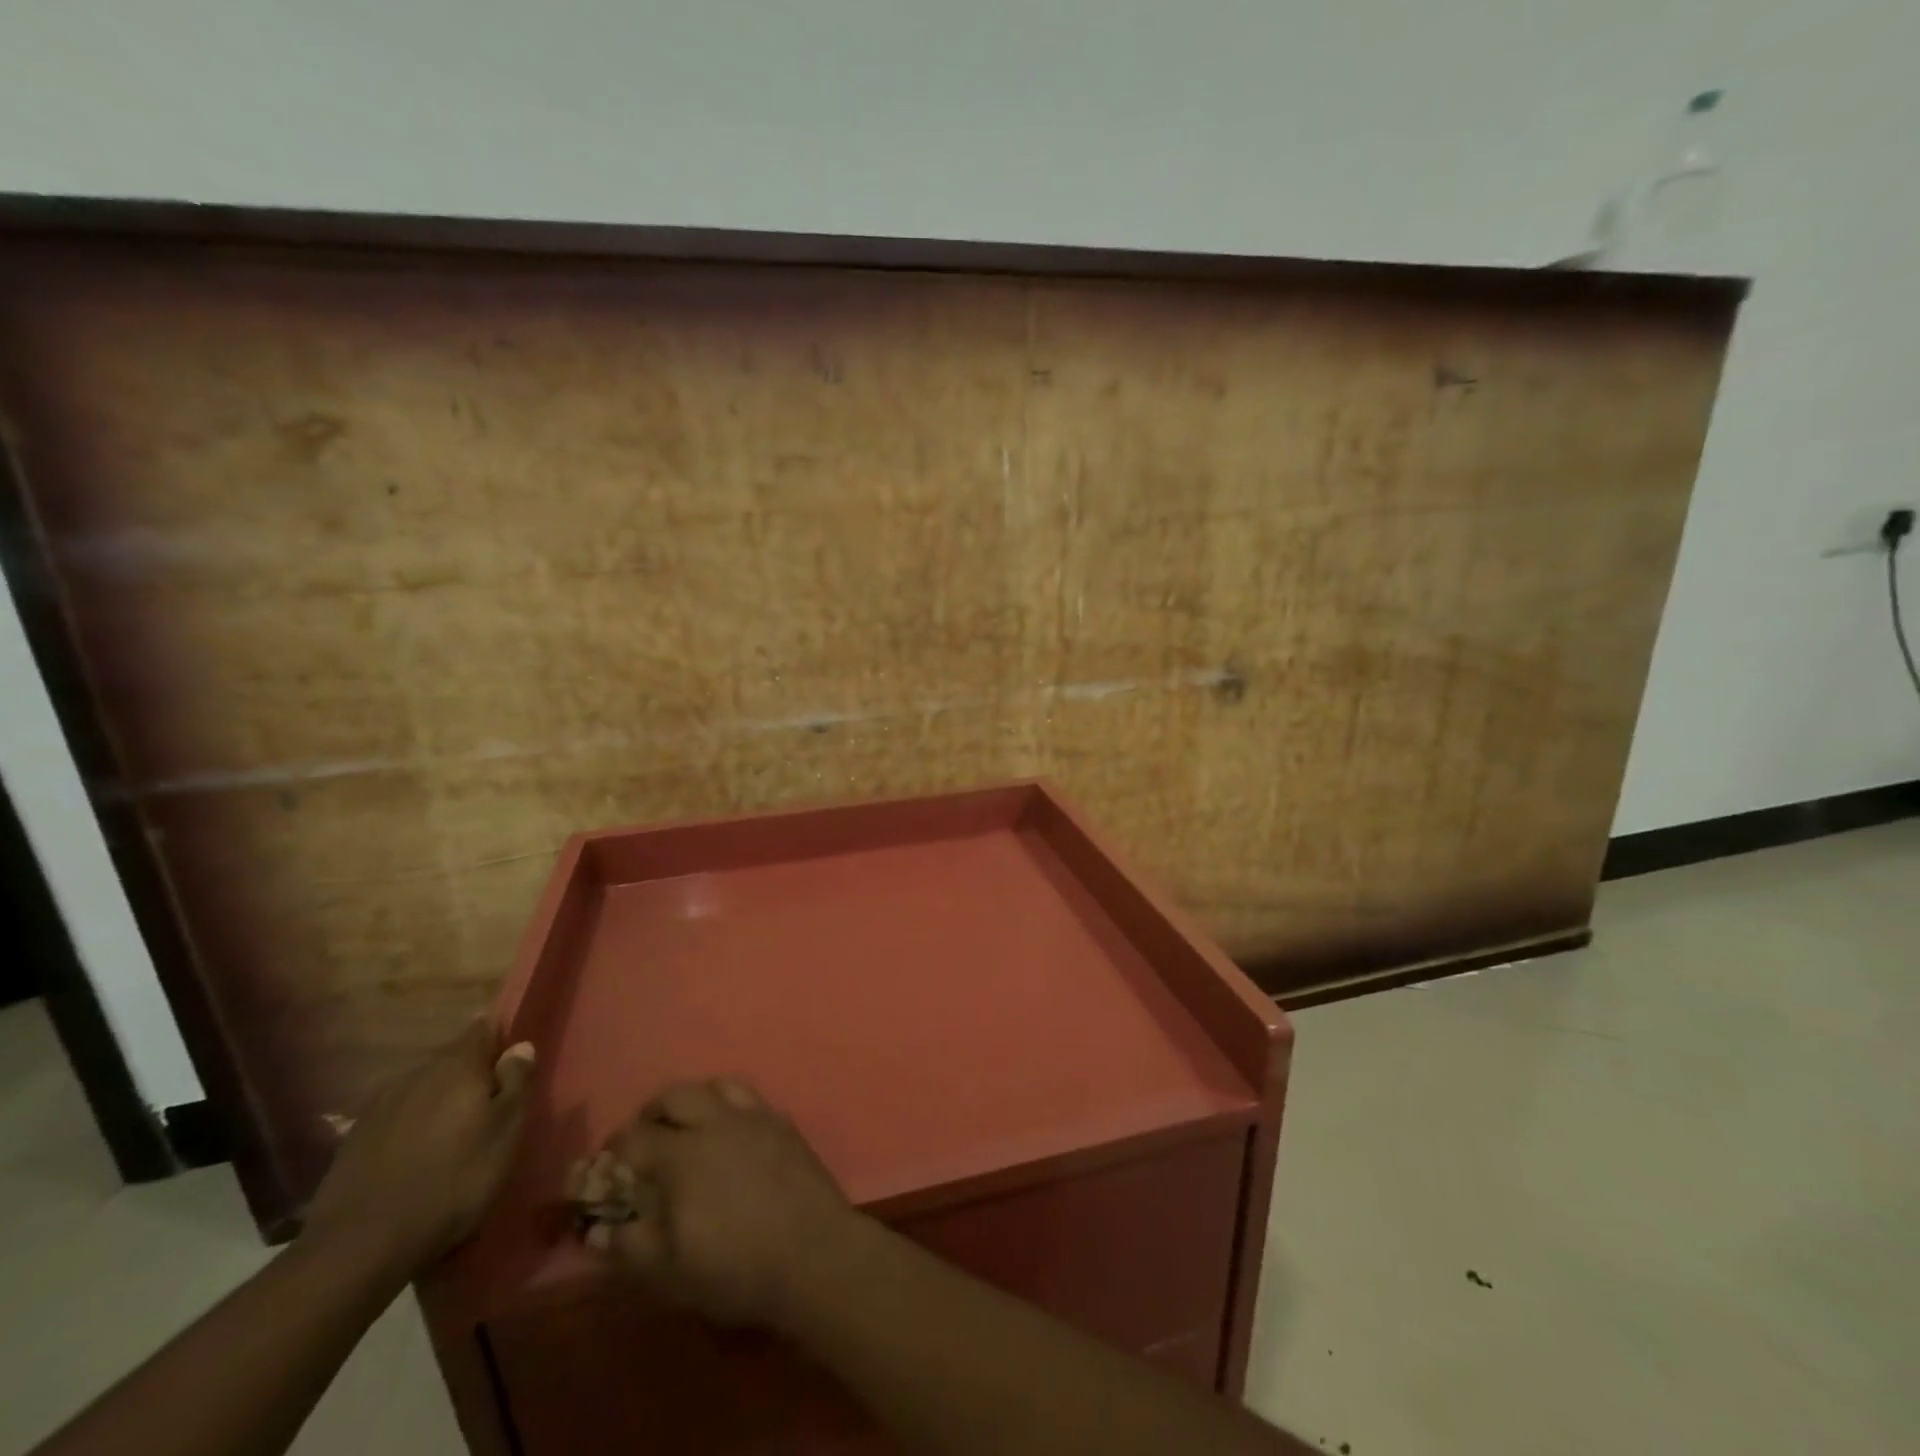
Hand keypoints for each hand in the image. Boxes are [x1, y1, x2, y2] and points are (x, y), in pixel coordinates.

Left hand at [303, 1020, 535, 1276]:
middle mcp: (416, 1075)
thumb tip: (519, 1046)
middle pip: (451, 1060)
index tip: (512, 1059)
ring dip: (439, 1103)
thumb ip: (516, 1082)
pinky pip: (395, 1120)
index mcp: (456, 1066)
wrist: (360, 1246)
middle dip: (471, 1075)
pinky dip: (411, 1129)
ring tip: (453, 1134)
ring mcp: (378, 1108)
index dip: (500, 1038)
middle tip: (489, 1104)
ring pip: (421, 1090)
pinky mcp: (353, 1143)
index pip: (482, 1029)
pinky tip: (416, 1157)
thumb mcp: (506, 1131)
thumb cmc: (454, 1180)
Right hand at [583, 1079, 862, 1329]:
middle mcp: (718, 1122)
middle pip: (676, 1094)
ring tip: (688, 1129)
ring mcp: (756, 1117)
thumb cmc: (735, 1267)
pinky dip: (730, 1107)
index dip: (613, 1150)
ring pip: (717, 1086)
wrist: (813, 1253)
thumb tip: (597, 1231)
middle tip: (646, 1140)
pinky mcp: (784, 1124)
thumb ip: (629, 1247)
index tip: (606, 1167)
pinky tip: (731, 1135)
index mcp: (683, 1154)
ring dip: (695, 1101)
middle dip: (653, 1112)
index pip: (635, 1137)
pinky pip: (750, 1099)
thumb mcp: (669, 1272)